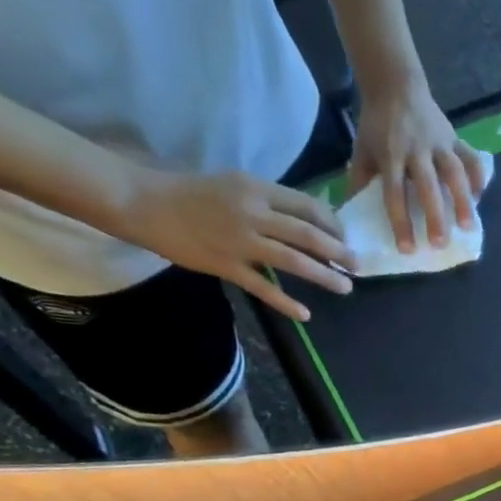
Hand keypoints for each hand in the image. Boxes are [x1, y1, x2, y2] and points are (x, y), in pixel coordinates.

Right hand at [114, 165, 354, 319]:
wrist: (143, 202)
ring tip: (345, 287)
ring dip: (325, 276)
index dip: (334, 225)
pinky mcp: (226, 266)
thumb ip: (270, 201)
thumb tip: (308, 219)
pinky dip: (287, 303)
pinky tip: (305, 315)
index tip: (345, 239)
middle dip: (339, 252)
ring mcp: (240, 242)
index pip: (309, 207)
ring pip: (294, 261)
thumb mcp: (235, 185)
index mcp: (256, 189)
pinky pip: (263, 288)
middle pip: (308, 235)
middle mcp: (253, 213)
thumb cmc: (191, 192)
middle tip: (358, 266)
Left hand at [350, 75, 487, 252]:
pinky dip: (478, 178)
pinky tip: (479, 199)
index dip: (400, 221)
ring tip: (468, 228)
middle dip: (435, 215)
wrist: (395, 83)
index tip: (407, 248)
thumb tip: (350, 215)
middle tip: (439, 244)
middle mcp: (417, 149)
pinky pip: (471, 158)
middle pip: (428, 185)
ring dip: (463, 200)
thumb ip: (360, 181)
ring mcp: (439, 142)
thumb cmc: (377, 124)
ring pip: (455, 172)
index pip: (395, 192)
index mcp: (391, 154)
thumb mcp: (362, 149)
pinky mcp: (455, 137)